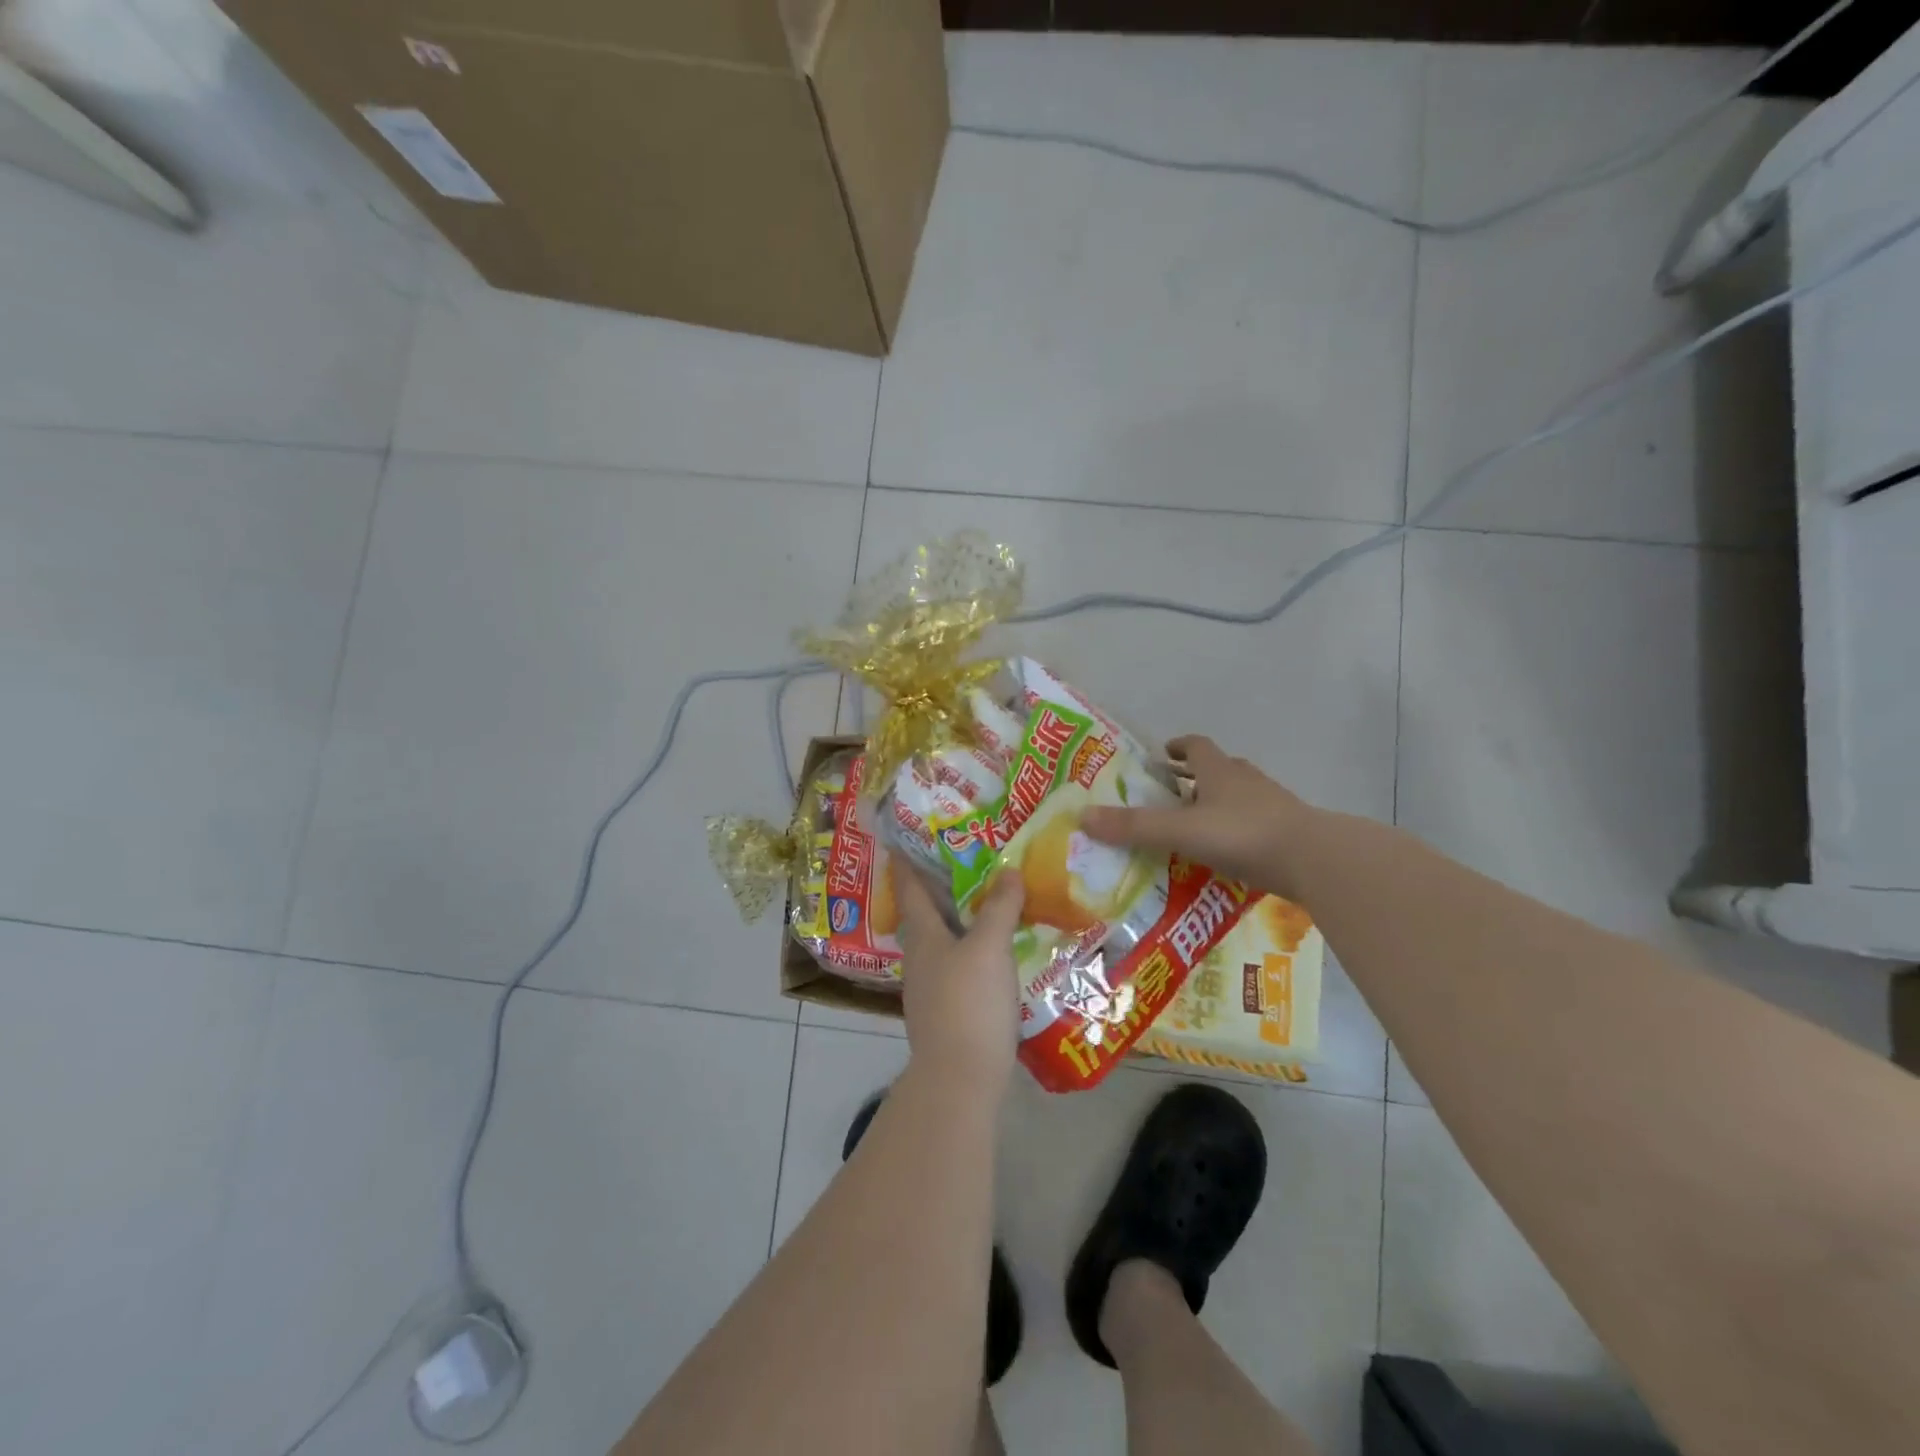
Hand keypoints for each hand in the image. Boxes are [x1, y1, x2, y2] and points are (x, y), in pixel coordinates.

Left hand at [894, 865, 1025, 1098]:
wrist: (959, 1079)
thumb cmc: (969, 1003)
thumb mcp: (990, 948)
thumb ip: (999, 907)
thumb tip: (1009, 870)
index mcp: (923, 935)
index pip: (909, 886)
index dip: (906, 860)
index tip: (904, 836)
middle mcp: (919, 956)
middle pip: (926, 911)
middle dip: (939, 885)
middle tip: (965, 859)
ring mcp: (930, 986)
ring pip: (943, 939)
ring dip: (959, 916)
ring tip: (985, 899)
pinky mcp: (946, 1010)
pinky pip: (958, 964)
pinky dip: (972, 946)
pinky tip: (994, 950)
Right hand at [1081, 735, 1314, 900]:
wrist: (1315, 859)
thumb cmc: (1243, 833)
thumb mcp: (1181, 830)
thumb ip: (1134, 827)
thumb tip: (1082, 817)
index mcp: (1219, 771)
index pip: (1196, 746)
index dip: (1178, 747)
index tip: (1162, 755)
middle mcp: (1245, 781)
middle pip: (1218, 769)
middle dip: (1195, 777)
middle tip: (1171, 793)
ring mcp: (1272, 805)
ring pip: (1239, 796)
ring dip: (1217, 804)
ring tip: (1195, 825)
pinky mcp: (1288, 832)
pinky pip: (1255, 824)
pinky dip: (1237, 831)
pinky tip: (1226, 853)